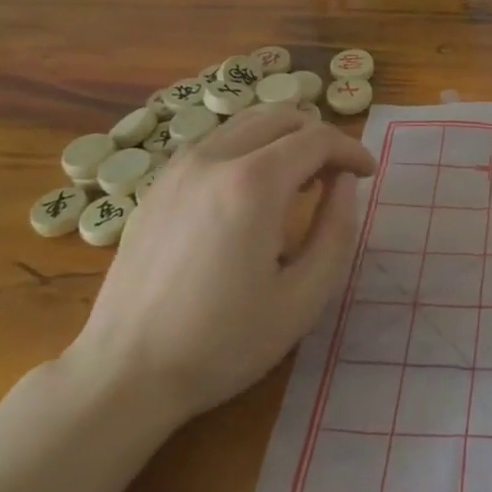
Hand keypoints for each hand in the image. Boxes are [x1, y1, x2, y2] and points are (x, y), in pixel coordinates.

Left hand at [64, 106, 374, 429]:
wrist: (124, 374)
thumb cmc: (222, 343)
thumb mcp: (303, 298)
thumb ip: (337, 230)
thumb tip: (343, 183)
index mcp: (254, 183)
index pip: (317, 138)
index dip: (351, 149)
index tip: (367, 174)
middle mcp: (215, 158)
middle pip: (283, 116)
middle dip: (319, 138)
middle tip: (336, 178)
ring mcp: (180, 166)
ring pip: (247, 122)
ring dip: (284, 139)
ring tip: (298, 183)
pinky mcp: (159, 183)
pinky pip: (217, 142)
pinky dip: (249, 148)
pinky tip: (252, 194)